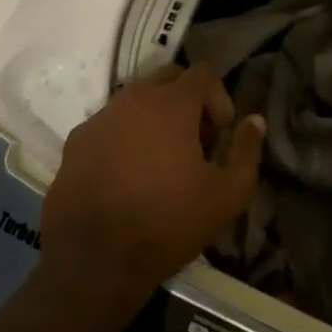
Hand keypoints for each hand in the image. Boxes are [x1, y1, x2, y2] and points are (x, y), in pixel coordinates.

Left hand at [41, 65, 265, 312]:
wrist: (94, 260)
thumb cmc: (167, 223)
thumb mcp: (226, 195)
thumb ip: (247, 151)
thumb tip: (255, 120)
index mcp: (171, 104)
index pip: (202, 72)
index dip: (219, 96)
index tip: (221, 132)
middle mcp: (133, 98)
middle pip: (168, 77)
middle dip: (188, 99)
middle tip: (196, 141)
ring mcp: (101, 117)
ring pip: (136, 99)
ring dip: (156, 116)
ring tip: (162, 160)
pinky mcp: (77, 140)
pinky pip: (110, 123)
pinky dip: (126, 136)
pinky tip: (128, 174)